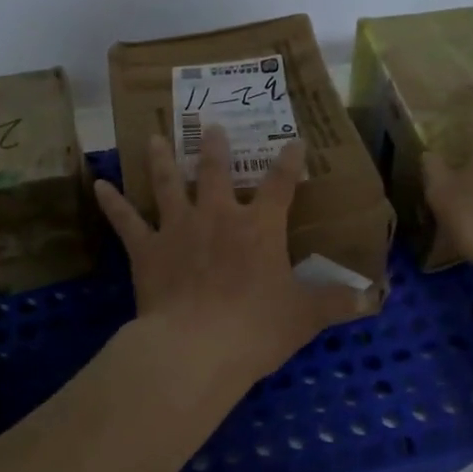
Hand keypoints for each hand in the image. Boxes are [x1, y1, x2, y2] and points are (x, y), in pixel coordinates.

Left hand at [93, 128, 369, 398]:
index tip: (294, 141)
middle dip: (216, 147)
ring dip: (162, 158)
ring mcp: (178, 228)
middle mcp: (217, 216)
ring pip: (168, 183)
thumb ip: (338, 303)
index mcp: (259, 227)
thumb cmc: (256, 328)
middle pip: (216, 171)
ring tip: (153, 136)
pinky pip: (125, 220)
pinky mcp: (146, 249)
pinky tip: (98, 184)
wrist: (196, 347)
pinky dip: (111, 202)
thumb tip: (375, 299)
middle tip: (210, 124)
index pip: (281, 184)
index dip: (290, 161)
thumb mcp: (305, 316)